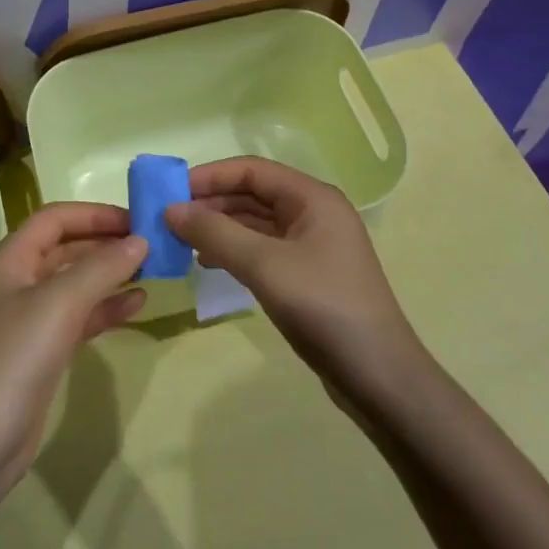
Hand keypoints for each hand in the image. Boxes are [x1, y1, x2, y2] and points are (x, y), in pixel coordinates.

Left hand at [0, 203, 146, 475]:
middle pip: (65, 248)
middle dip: (105, 243)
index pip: (54, 219)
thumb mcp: (61, 303)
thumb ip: (102, 267)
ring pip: (74, 282)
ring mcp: (27, 318)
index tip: (136, 219)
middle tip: (150, 244)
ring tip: (151, 270)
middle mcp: (15, 281)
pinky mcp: (40, 350)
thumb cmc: (16, 357)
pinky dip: (105, 308)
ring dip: (109, 274)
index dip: (94, 214)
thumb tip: (140, 240)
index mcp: (8, 259)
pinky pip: (77, 315)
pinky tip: (137, 304)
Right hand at [166, 157, 424, 402]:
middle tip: (169, 219)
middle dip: (211, 203)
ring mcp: (312, 246)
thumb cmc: (324, 307)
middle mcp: (314, 213)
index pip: (251, 170)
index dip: (210, 176)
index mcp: (312, 198)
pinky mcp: (308, 275)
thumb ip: (215, 233)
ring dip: (219, 227)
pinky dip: (233, 251)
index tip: (171, 191)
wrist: (379, 378)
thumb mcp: (264, 265)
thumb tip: (170, 210)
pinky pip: (263, 249)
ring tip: (180, 240)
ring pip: (255, 223)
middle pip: (253, 194)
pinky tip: (207, 263)